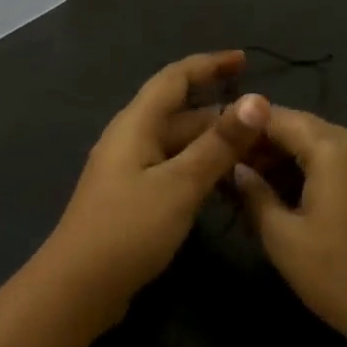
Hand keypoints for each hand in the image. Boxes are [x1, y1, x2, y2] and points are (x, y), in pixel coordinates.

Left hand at [41, 52, 269, 318]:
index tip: (244, 59)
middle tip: (267, 127)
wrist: (79, 287)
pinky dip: (199, 170)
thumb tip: (256, 100)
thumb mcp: (179, 184)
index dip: (208, 65)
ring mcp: (128, 172)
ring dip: (213, 145)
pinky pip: (171, 171)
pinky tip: (224, 185)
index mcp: (135, 125)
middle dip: (221, 115)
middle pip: (179, 115)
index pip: (174, 79)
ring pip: (177, 146)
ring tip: (256, 154)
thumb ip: (218, 144)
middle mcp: (129, 141)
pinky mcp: (132, 201)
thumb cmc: (128, 229)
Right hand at [234, 107, 346, 346]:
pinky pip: (346, 160)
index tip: (215, 140)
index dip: (244, 125)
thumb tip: (235, 168)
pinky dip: (318, 168)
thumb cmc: (338, 279)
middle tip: (230, 167)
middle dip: (267, 143)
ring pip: (326, 143)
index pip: (280, 117)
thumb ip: (254, 193)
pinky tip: (293, 191)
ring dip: (291, 157)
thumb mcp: (282, 238)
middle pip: (306, 128)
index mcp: (338, 149)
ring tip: (256, 183)